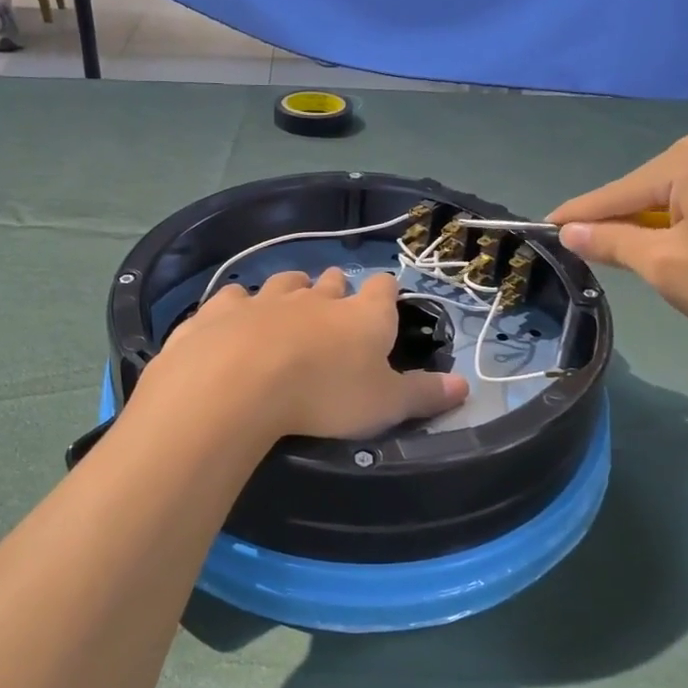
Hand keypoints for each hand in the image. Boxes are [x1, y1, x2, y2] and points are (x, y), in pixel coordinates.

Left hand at [130, 269, 468, 441]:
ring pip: (284, 283)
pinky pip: (234, 297)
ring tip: (289, 313)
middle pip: (331, 281)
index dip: (385, 295)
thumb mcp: (385, 405)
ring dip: (290, 293)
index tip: (384, 307)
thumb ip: (424, 394)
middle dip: (335, 292)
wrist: (238, 384)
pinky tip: (234, 323)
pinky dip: (239, 307)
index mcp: (362, 315)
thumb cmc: (325, 396)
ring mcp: (265, 298)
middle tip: (334, 316)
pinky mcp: (221, 310)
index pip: (383, 289)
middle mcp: (315, 297)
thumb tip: (465, 386)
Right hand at [546, 130, 687, 343]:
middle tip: (595, 254)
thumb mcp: (666, 266)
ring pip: (678, 192)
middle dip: (620, 220)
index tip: (543, 228)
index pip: (614, 192)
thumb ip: (612, 243)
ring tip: (641, 254)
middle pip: (646, 188)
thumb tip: (570, 230)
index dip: (577, 216)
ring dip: (655, 221)